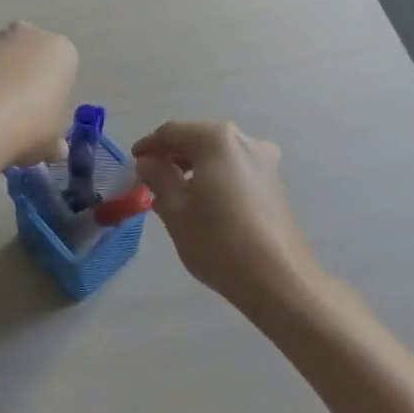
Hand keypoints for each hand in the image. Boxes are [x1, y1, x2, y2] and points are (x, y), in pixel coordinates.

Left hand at [0, 22, 78, 167]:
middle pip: (27, 54)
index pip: (62, 65)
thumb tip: (56, 149)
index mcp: (60, 50)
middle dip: (23, 75)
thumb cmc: (32, 124)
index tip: (44, 114)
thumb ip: (55, 141)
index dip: (53, 91)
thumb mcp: (53, 142)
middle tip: (17, 112)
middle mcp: (26, 35)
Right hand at [133, 121, 320, 313]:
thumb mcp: (175, 210)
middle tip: (151, 176)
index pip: (172, 132)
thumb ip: (158, 177)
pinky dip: (215, 174)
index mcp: (216, 140)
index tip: (134, 163)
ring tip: (175, 190)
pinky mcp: (274, 182)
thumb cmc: (218, 242)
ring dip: (194, 164)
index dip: (149, 145)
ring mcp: (264, 161)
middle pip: (198, 138)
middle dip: (173, 154)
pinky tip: (204, 199)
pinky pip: (235, 167)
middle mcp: (244, 140)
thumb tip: (149, 162)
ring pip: (218, 153)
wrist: (279, 280)